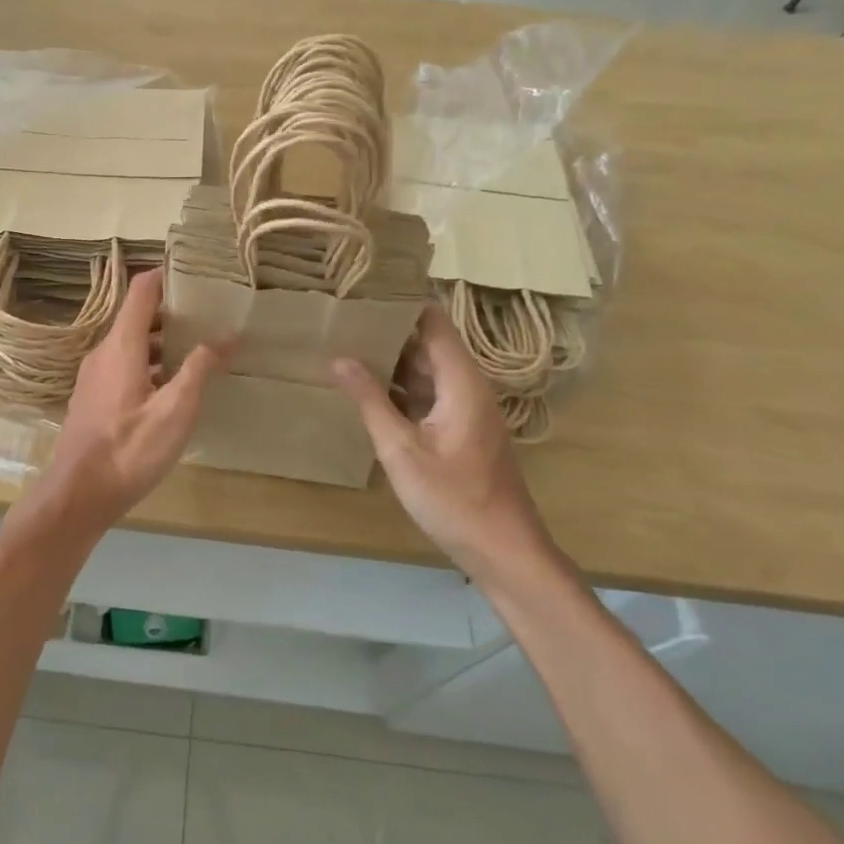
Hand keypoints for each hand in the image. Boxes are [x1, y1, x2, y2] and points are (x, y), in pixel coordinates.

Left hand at [41, 268, 227, 530]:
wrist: (77, 496)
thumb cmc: (129, 449)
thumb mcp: (175, 410)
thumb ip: (200, 368)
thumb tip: (228, 334)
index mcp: (122, 346)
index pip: (142, 290)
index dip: (167, 275)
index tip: (198, 274)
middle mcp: (103, 352)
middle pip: (138, 316)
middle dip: (173, 312)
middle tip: (210, 316)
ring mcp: (94, 376)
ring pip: (131, 344)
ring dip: (163, 342)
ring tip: (199, 350)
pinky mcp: (93, 399)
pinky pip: (123, 366)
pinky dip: (149, 363)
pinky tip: (172, 386)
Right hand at [332, 305, 543, 571]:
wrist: (504, 551)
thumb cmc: (454, 499)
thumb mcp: (402, 450)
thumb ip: (371, 401)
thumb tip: (339, 358)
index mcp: (461, 381)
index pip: (433, 321)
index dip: (401, 303)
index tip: (362, 291)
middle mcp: (467, 387)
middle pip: (427, 343)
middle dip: (388, 330)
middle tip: (341, 318)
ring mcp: (466, 409)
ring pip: (426, 371)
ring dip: (391, 361)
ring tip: (345, 345)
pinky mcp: (460, 430)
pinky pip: (428, 395)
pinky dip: (400, 388)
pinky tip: (366, 390)